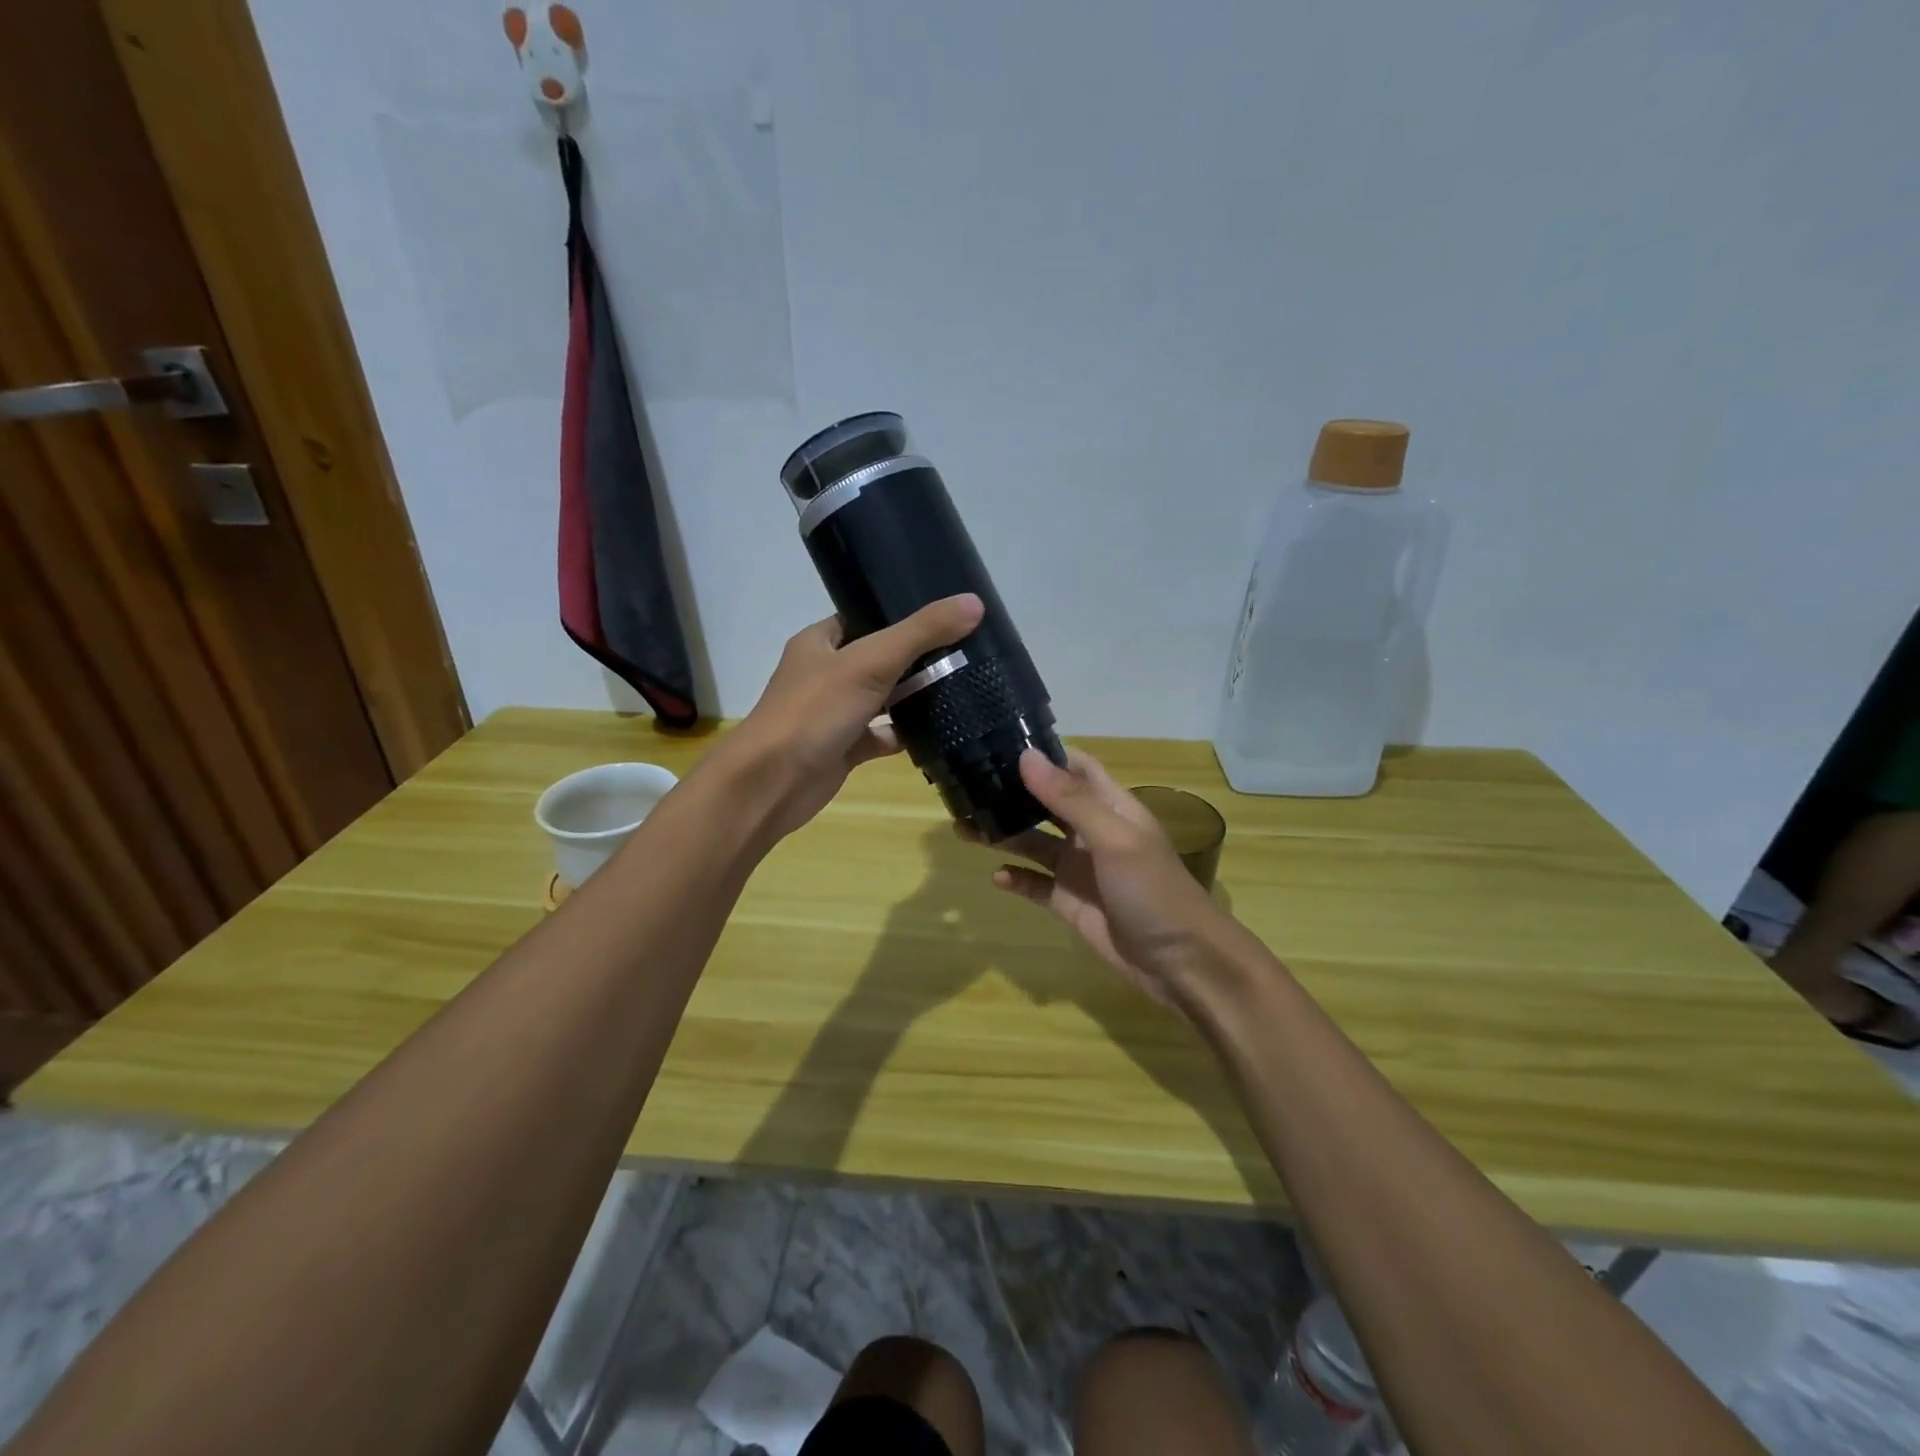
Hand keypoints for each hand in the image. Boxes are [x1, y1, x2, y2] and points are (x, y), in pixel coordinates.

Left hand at [723, 594, 984, 840]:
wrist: (772, 784)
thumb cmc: (814, 712)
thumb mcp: (871, 662)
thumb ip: (921, 632)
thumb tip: (974, 603)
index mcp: (820, 643)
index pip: (863, 617)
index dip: (900, 613)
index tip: (946, 614)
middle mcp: (824, 674)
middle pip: (878, 658)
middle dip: (917, 657)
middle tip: (966, 650)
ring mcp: (833, 714)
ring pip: (881, 699)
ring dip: (913, 696)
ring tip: (962, 685)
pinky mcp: (842, 749)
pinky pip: (880, 737)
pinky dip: (904, 736)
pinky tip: (938, 733)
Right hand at [981, 748, 1223, 1009]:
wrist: (1179, 962)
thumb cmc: (1153, 889)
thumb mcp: (1114, 839)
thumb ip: (1070, 800)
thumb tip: (1026, 757)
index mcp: (1110, 807)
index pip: (1076, 767)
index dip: (1045, 755)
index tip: (1001, 742)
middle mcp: (1091, 832)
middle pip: (1046, 804)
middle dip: (1013, 793)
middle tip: (968, 783)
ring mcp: (1078, 869)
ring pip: (1033, 843)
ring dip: (1003, 834)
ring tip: (964, 826)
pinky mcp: (1067, 903)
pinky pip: (1034, 885)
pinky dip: (1015, 879)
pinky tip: (995, 876)